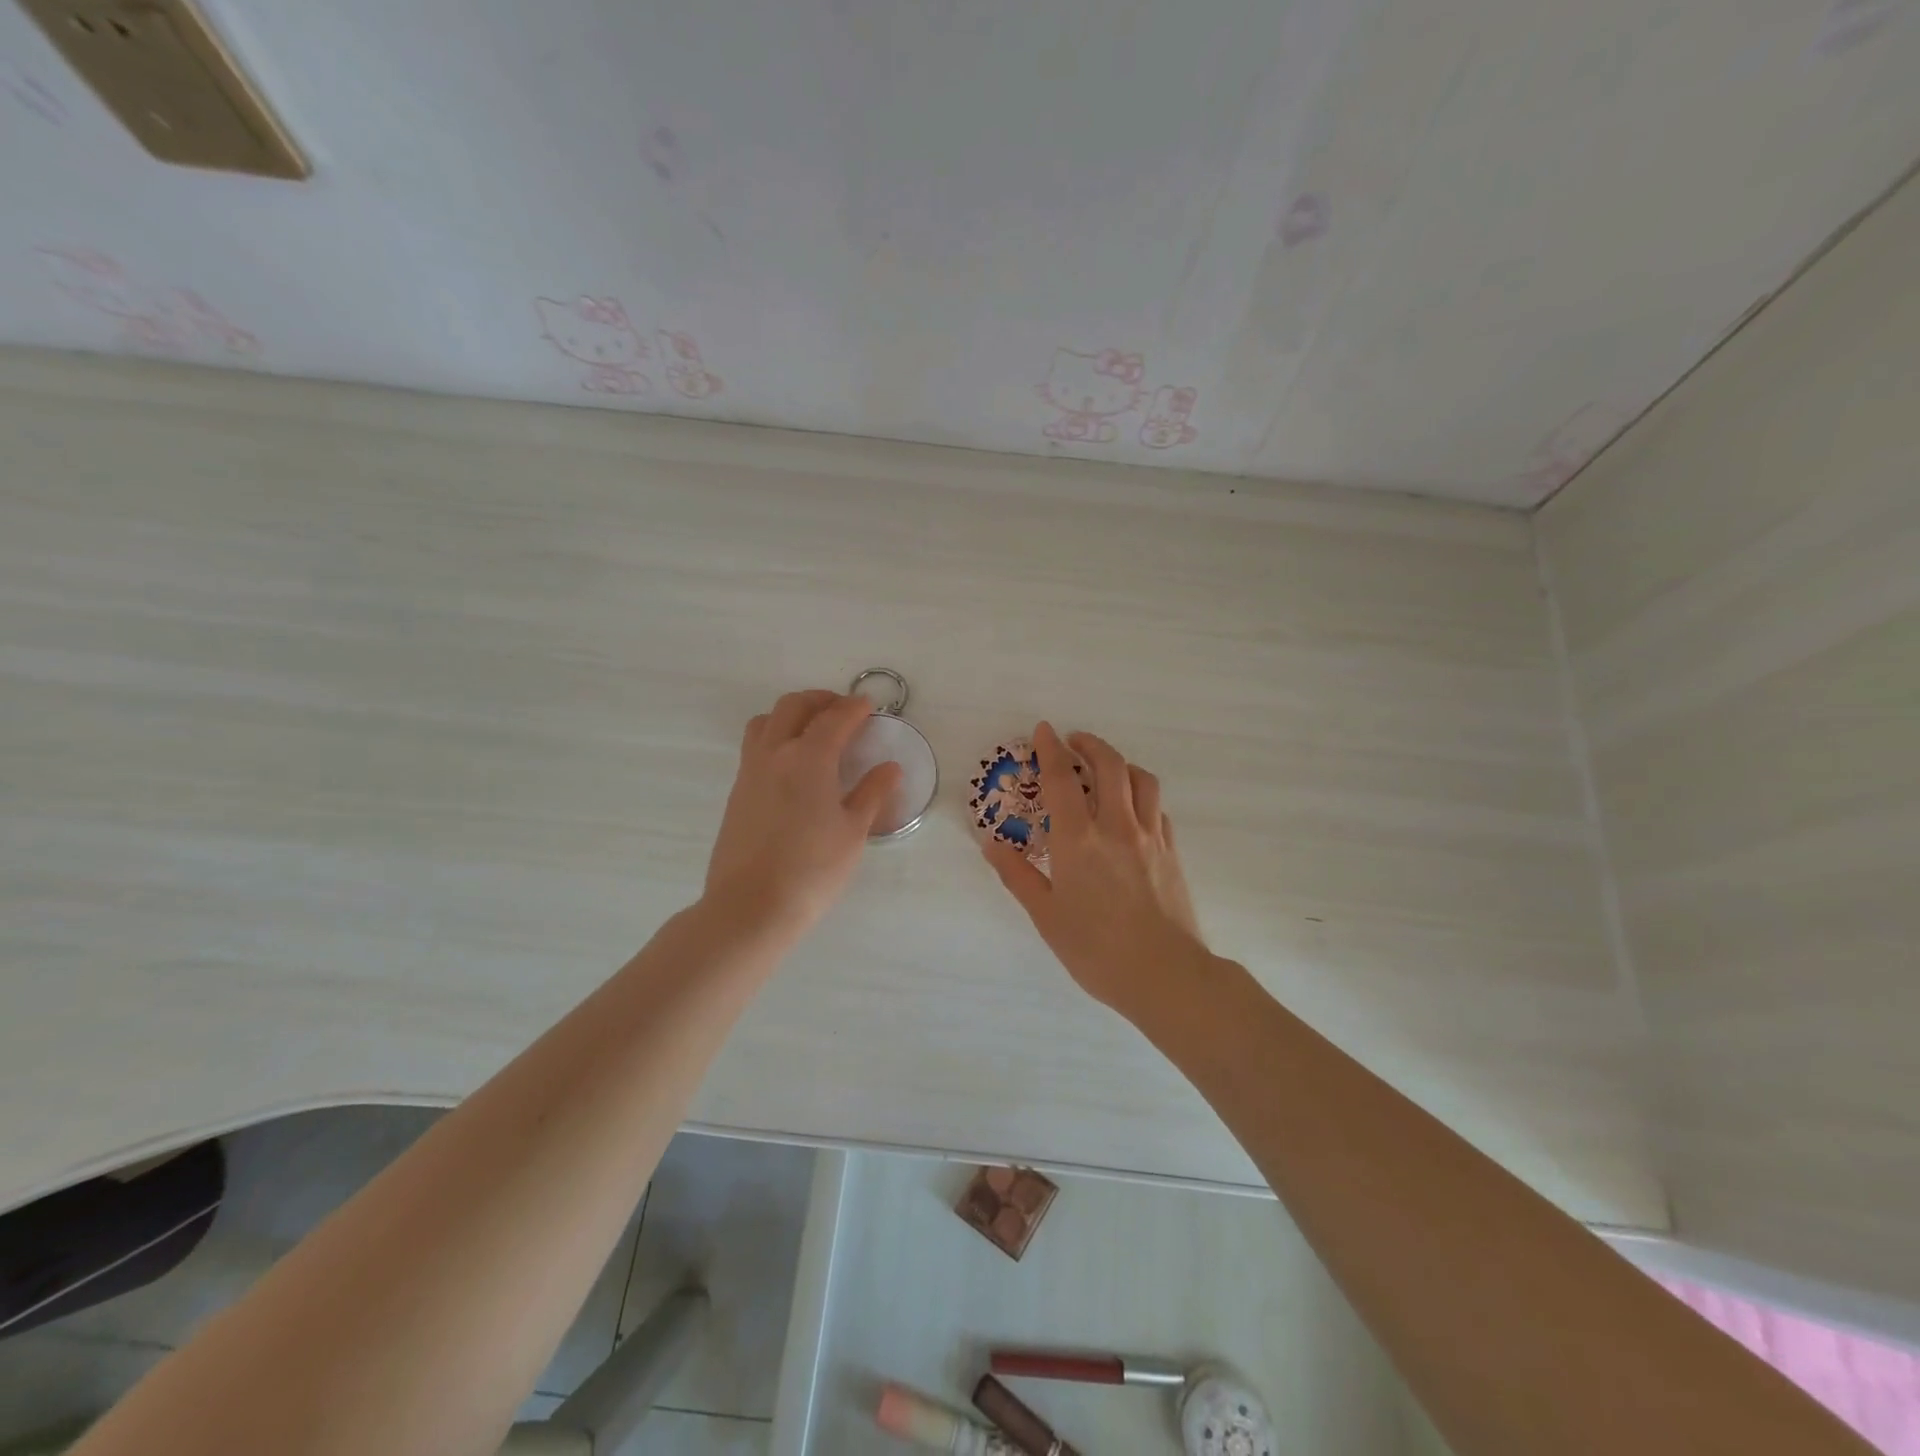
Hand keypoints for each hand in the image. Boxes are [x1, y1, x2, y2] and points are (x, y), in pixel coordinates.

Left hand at [705, 690, 902, 936]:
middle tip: (843, 711)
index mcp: (809, 758)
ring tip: (813, 731)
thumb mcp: (853, 832)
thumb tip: (890, 767)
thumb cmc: (812, 870)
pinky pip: (755, 746)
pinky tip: (792, 765)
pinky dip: (775, 737)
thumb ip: (871, 793)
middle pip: (794, 706)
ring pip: (766, 721)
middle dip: (821, 700)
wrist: (750, 907)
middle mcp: (775, 753)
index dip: (855, 708)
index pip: (835, 718)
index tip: (870, 707)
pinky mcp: (737, 791)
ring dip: (791, 714)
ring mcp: (750, 771)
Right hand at [984, 721, 1205, 1011]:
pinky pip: (1157, 807)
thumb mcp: (1045, 916)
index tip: (1043, 729)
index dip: (1050, 749)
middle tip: (1074, 741)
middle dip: (1090, 745)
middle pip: (1109, 765)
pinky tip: (1133, 807)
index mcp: (1078, 839)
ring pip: (1141, 779)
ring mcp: (1149, 836)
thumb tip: (990, 845)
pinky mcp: (1171, 851)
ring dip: (1121, 762)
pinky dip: (1142, 794)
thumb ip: (1017, 876)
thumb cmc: (1096, 949)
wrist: (1165, 974)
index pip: (1061, 779)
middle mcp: (1116, 826)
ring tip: (1107, 766)